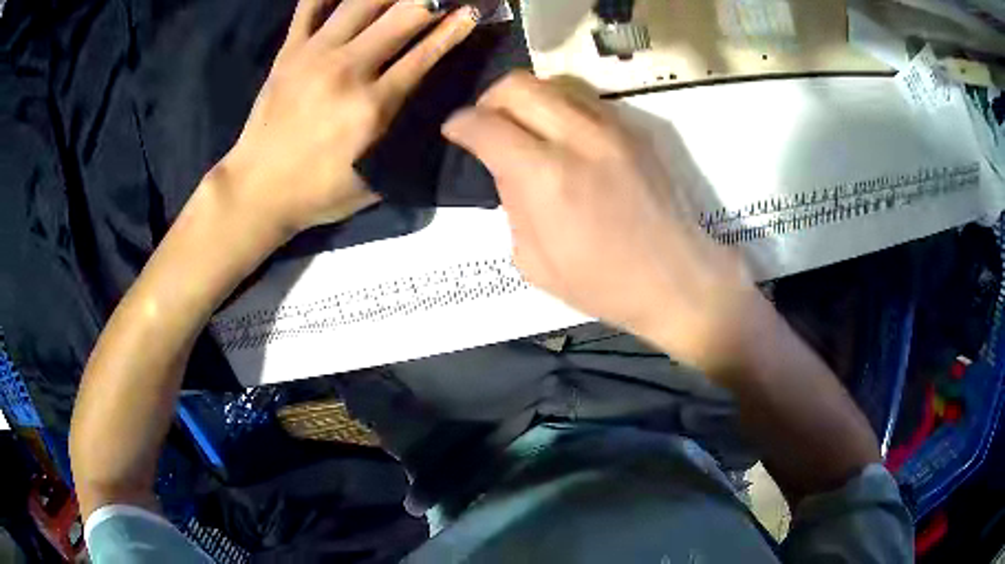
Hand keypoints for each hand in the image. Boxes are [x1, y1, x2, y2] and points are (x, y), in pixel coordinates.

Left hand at [216, 0, 478, 234]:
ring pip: (360, 3)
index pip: (425, 54)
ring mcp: (313, 55)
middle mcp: (346, 70)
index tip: (472, 11)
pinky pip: (309, 7)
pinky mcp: (288, 52)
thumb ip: (402, 142)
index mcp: (372, 106)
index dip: (454, 28)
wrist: (255, 191)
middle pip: (401, 17)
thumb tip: (431, 112)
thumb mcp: (372, 181)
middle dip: (430, 1)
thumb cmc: (316, 193)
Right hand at [443, 72, 769, 371]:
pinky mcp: (635, 129)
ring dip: (526, 97)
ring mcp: (611, 128)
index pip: (485, 125)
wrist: (676, 279)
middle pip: (517, 85)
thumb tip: (507, 171)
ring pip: (552, 82)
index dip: (459, 125)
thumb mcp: (534, 262)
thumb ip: (511, 206)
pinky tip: (561, 133)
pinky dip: (559, 105)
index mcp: (545, 177)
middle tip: (486, 124)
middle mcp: (576, 138)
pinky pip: (584, 98)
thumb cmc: (603, 284)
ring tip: (523, 124)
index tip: (454, 132)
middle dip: (488, 100)